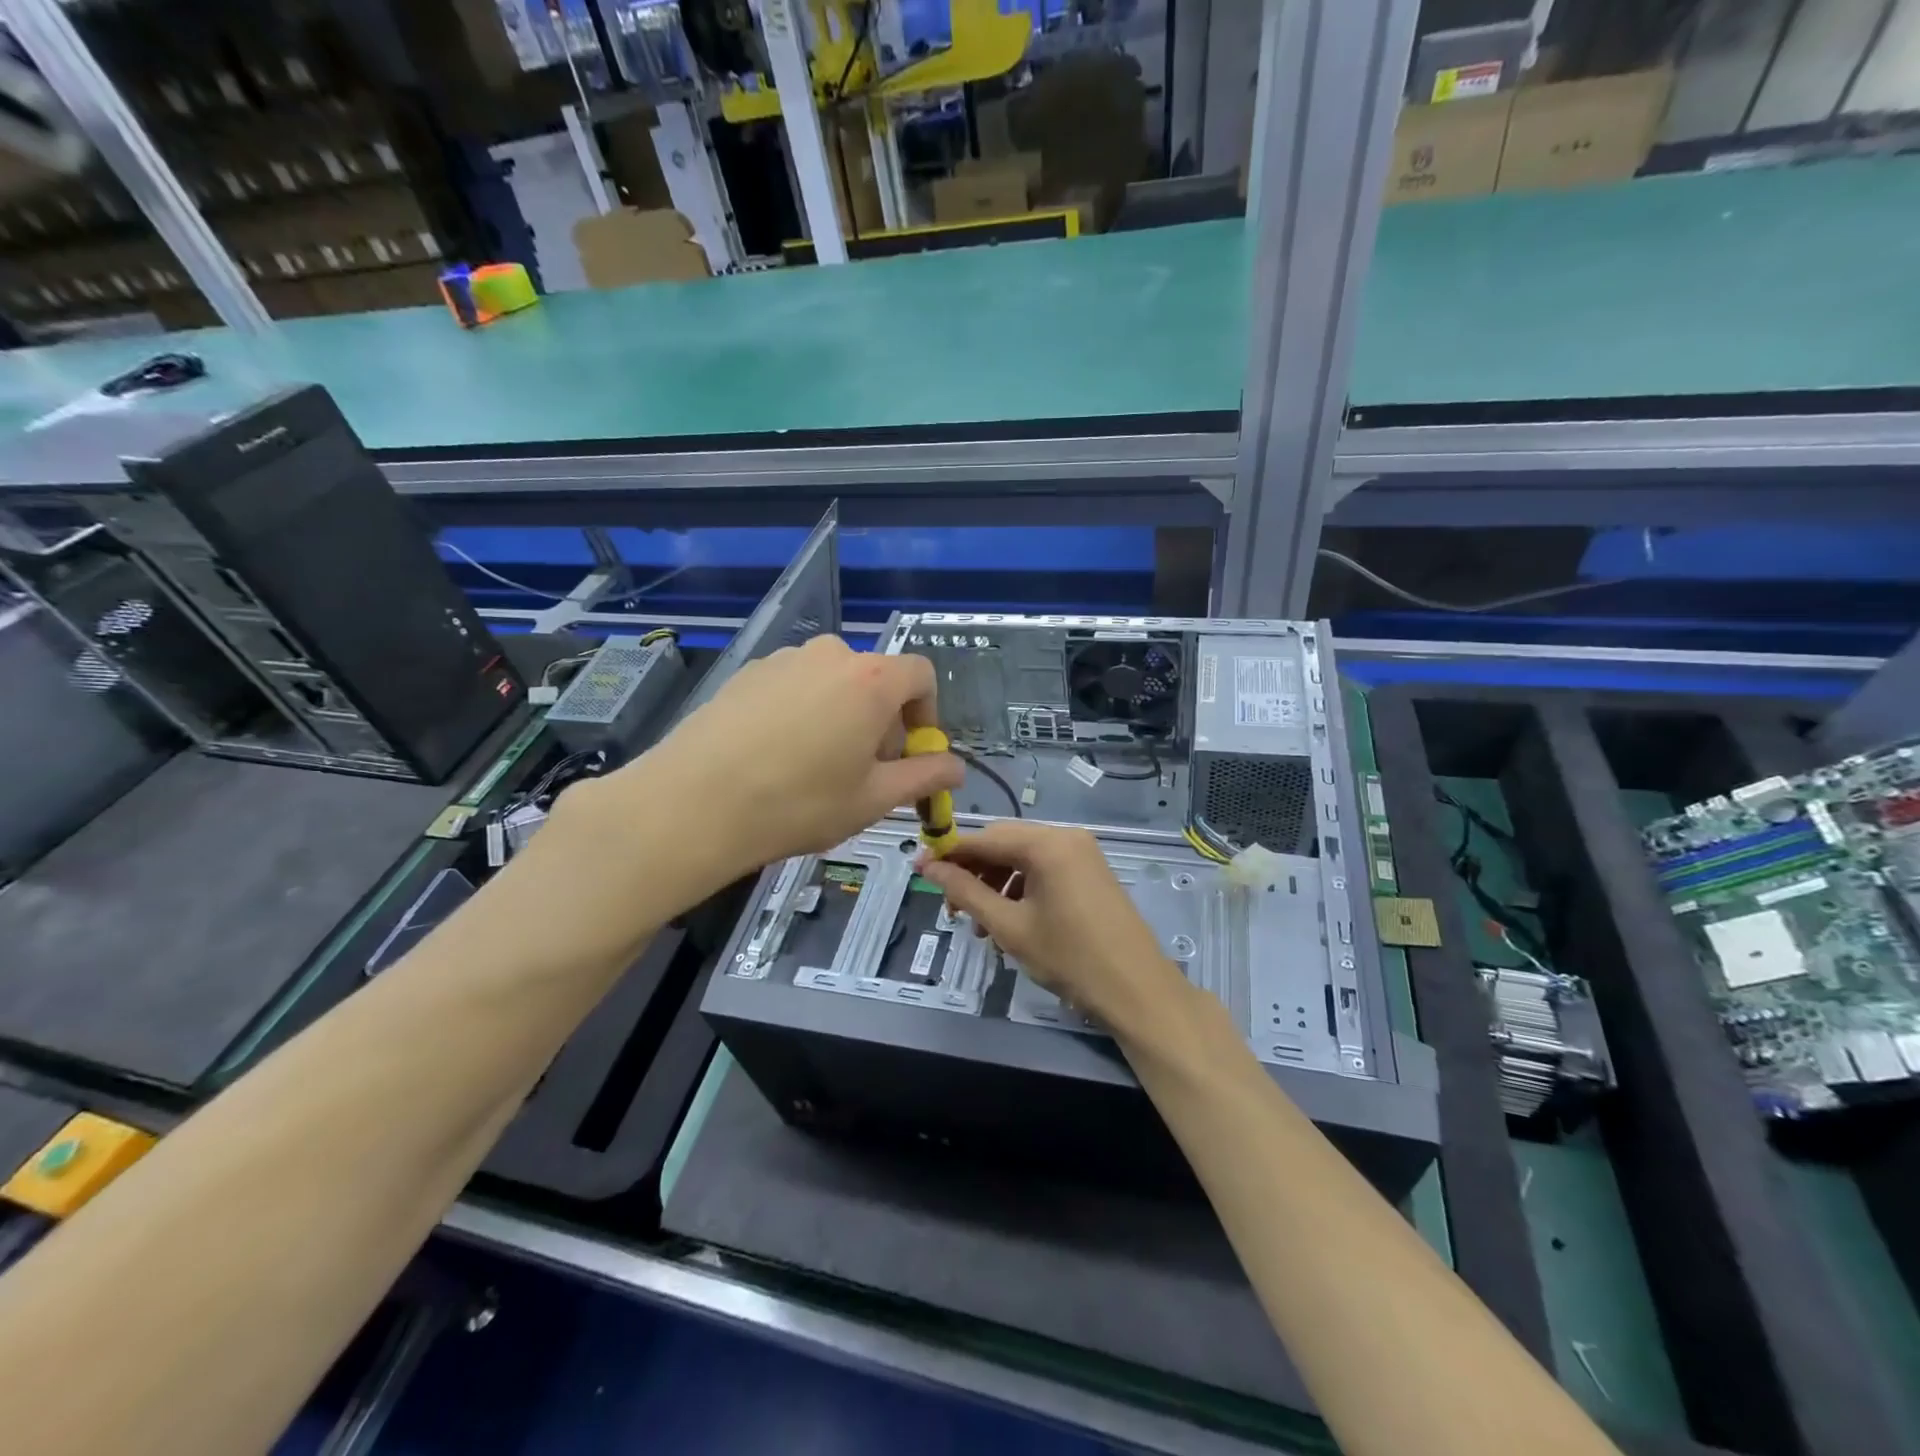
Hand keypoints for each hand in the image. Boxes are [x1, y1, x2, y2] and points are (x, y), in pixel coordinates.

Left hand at [561, 636, 961, 893]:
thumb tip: (956, 767)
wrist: (694, 803)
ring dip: (840, 717)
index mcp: (871, 680)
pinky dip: (801, 714)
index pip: (921, 675)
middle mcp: (830, 655)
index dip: (927, 714)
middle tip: (862, 773)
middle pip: (875, 681)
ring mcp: (783, 660)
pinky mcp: (746, 673)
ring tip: (815, 768)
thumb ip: (924, 777)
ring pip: (832, 684)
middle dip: (881, 723)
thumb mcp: (874, 799)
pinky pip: (793, 687)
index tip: (913, 754)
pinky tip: (775, 758)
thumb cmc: (799, 803)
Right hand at [916, 821, 1187, 1031]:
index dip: (949, 854)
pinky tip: (1010, 920)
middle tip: (952, 909)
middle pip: (1004, 844)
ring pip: (1022, 857)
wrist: (1137, 989)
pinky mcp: (1090, 869)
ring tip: (981, 924)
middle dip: (973, 872)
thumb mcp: (1009, 926)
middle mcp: (1065, 836)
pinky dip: (1021, 888)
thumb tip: (929, 867)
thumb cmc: (1070, 958)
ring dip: (995, 884)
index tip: (920, 871)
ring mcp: (1082, 852)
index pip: (984, 838)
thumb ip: (966, 892)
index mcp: (1047, 843)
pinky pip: (1043, 868)